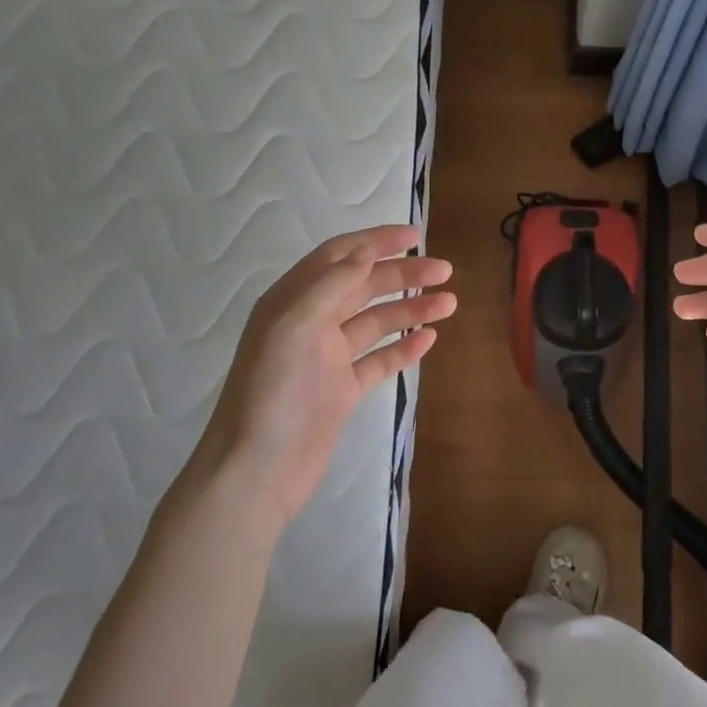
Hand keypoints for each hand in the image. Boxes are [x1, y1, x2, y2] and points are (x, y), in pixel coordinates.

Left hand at [181, 224, 454, 524]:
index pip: (339, 257)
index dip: (376, 241)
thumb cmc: (272, 392)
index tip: (415, 235)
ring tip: (449, 304)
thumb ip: (332, 284)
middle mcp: (310, 324)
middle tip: (445, 271)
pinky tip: (429, 340)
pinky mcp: (341, 391)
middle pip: (363, 287)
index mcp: (293, 301)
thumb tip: (367, 249)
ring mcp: (327, 359)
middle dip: (403, 275)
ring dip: (411, 310)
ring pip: (376, 323)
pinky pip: (378, 361)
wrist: (257, 471)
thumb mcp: (295, 326)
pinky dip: (403, 349)